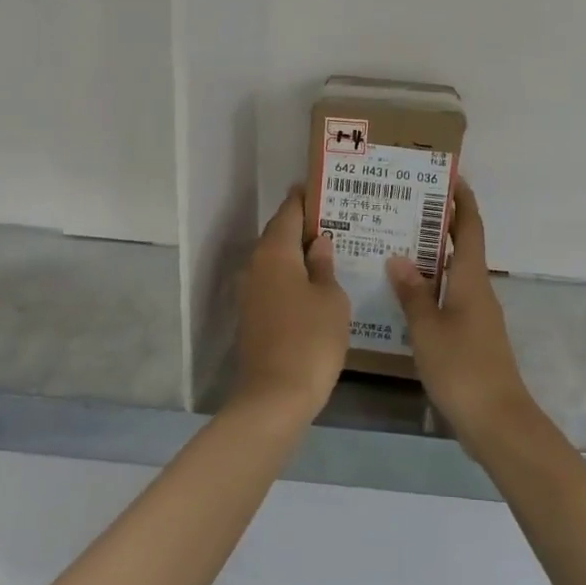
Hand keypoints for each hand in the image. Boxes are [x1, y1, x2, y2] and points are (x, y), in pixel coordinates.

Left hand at [233, 187, 350, 421]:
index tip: (321, 188)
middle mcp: (256, 266)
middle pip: (278, 235)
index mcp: (274, 253)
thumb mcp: (331, 299)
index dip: (303, 199)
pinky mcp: (252, 317)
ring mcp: (250, 294)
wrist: (275, 397)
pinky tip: (315, 284)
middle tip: (335, 219)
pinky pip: (274, 284)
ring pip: (276, 262)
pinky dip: (293, 277)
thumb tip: (318, 243)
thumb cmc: (310, 340)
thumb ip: (324, 266)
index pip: (288, 213)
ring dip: (298, 254)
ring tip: (330, 250)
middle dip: (303, 226)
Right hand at [387, 179, 537, 445]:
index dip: (463, 202)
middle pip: (462, 248)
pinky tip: (406, 295)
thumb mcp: (428, 328)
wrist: (497, 420)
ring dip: (432, 257)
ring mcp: (477, 315)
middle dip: (441, 225)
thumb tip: (399, 258)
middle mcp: (478, 291)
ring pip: (454, 274)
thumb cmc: (462, 367)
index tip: (450, 178)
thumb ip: (412, 293)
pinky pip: (450, 298)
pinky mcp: (472, 337)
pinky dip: (431, 287)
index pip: (470, 229)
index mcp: (470, 280)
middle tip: (406, 209)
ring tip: (397, 246)